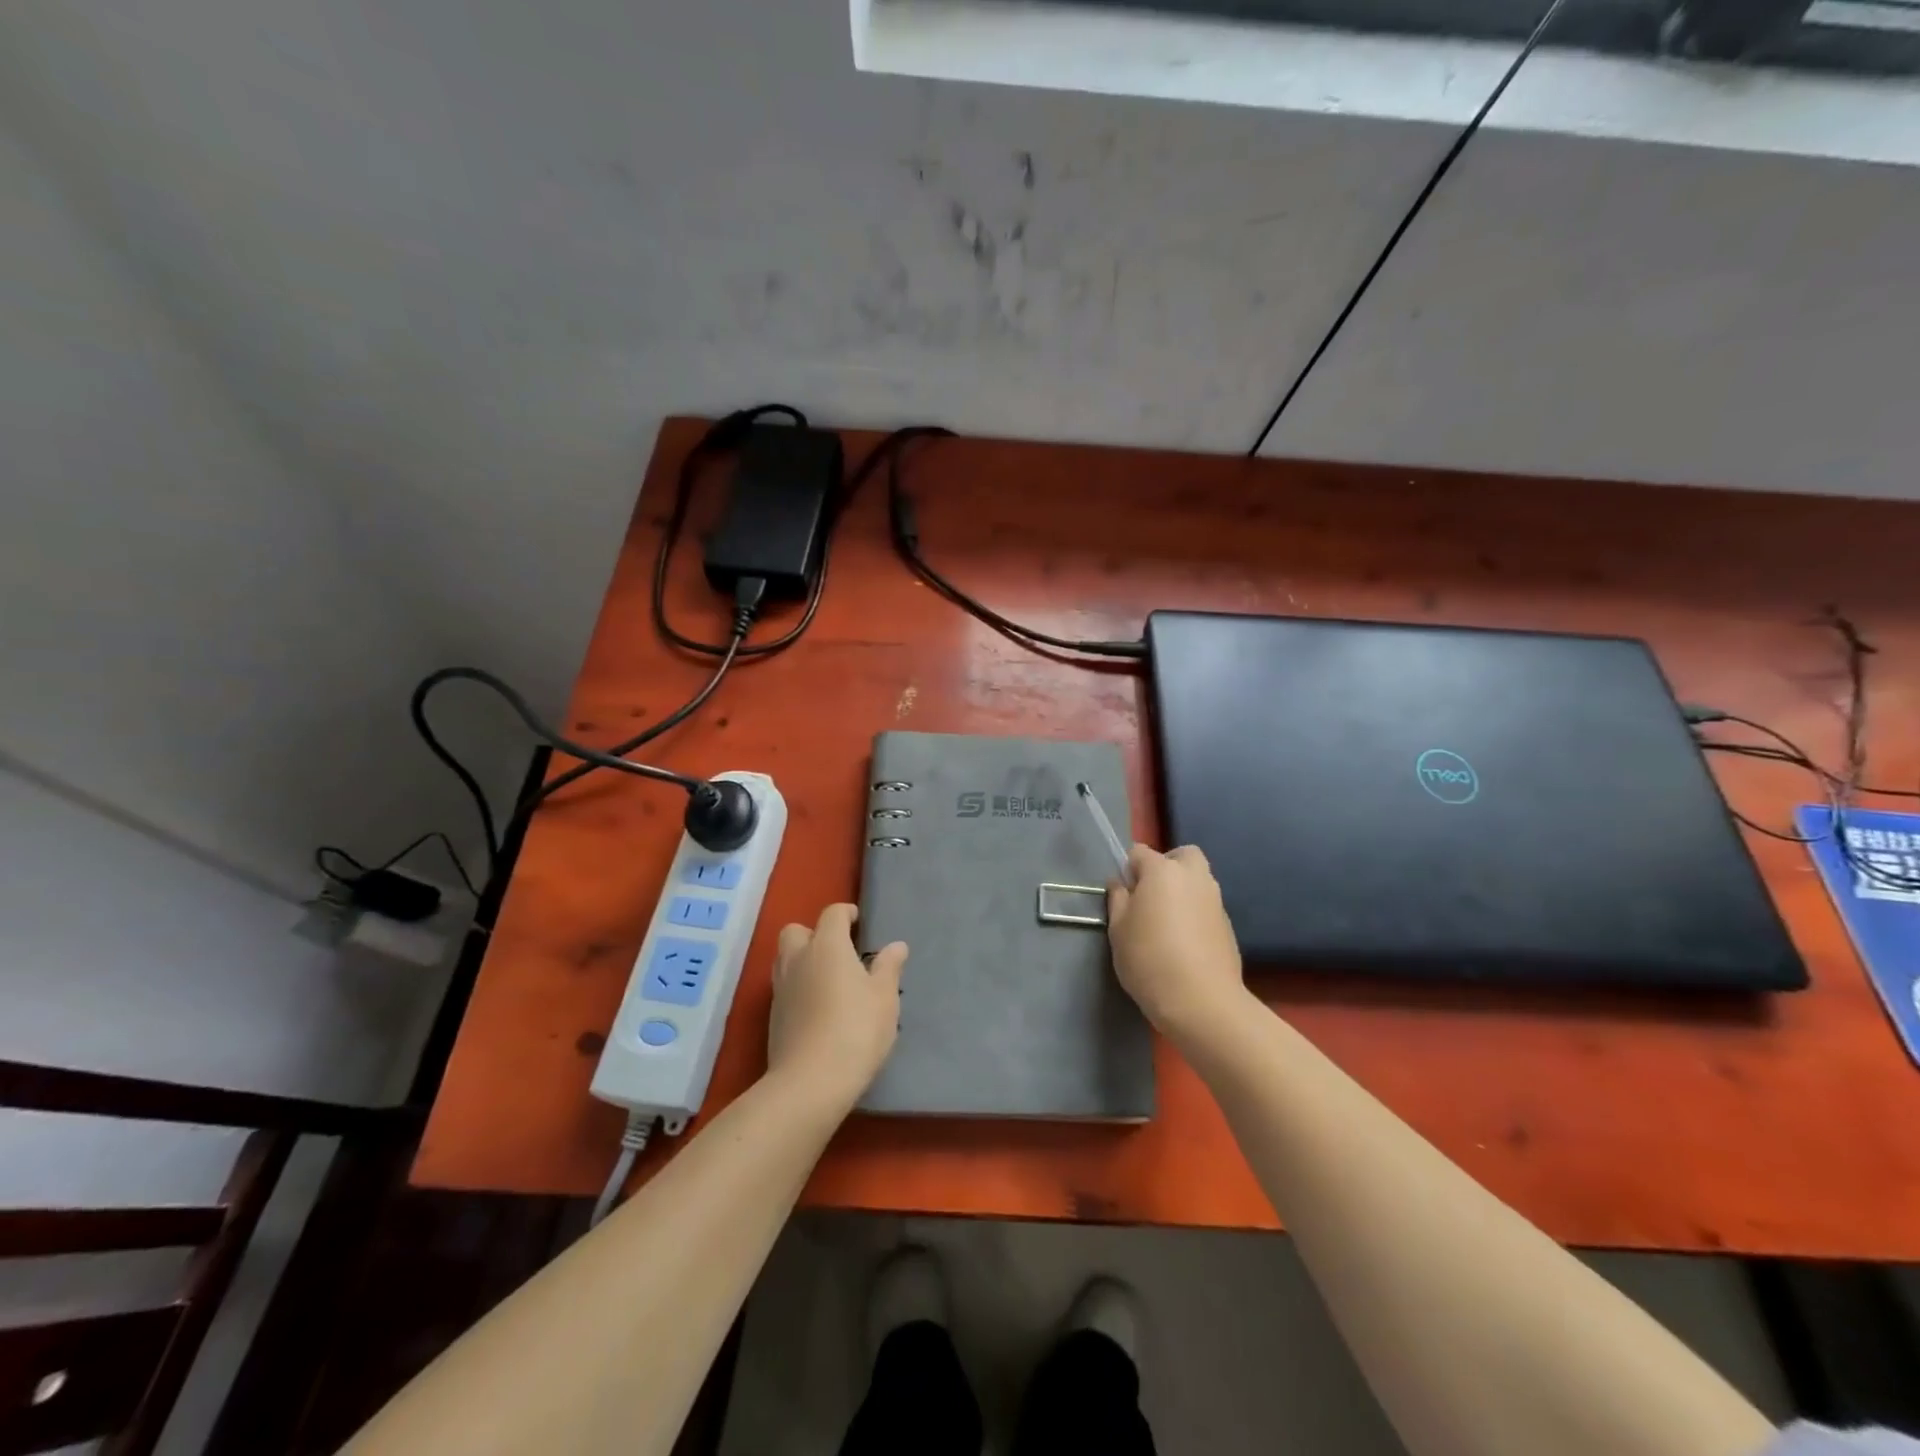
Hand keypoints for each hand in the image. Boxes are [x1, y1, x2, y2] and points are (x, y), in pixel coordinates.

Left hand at [766, 903, 905, 1112]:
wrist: (810, 1082)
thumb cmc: (856, 1030)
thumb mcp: (884, 998)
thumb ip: (888, 967)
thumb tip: (896, 945)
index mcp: (827, 946)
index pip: (832, 914)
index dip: (846, 913)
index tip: (858, 922)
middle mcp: (798, 959)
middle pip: (796, 930)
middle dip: (814, 933)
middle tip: (837, 951)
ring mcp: (781, 988)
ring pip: (785, 958)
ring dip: (802, 959)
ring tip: (827, 978)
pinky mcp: (773, 1016)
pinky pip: (784, 987)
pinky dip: (798, 987)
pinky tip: (817, 1007)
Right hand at [1107, 844, 1246, 1043]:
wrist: (1202, 1001)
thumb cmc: (1149, 960)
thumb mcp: (1118, 930)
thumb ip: (1118, 899)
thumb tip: (1120, 884)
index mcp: (1162, 871)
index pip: (1139, 852)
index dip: (1128, 869)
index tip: (1124, 895)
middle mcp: (1193, 877)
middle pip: (1182, 855)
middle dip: (1167, 866)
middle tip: (1151, 895)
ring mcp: (1215, 900)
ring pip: (1198, 880)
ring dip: (1183, 890)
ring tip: (1167, 923)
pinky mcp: (1228, 924)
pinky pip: (1207, 906)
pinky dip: (1195, 913)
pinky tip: (1185, 942)